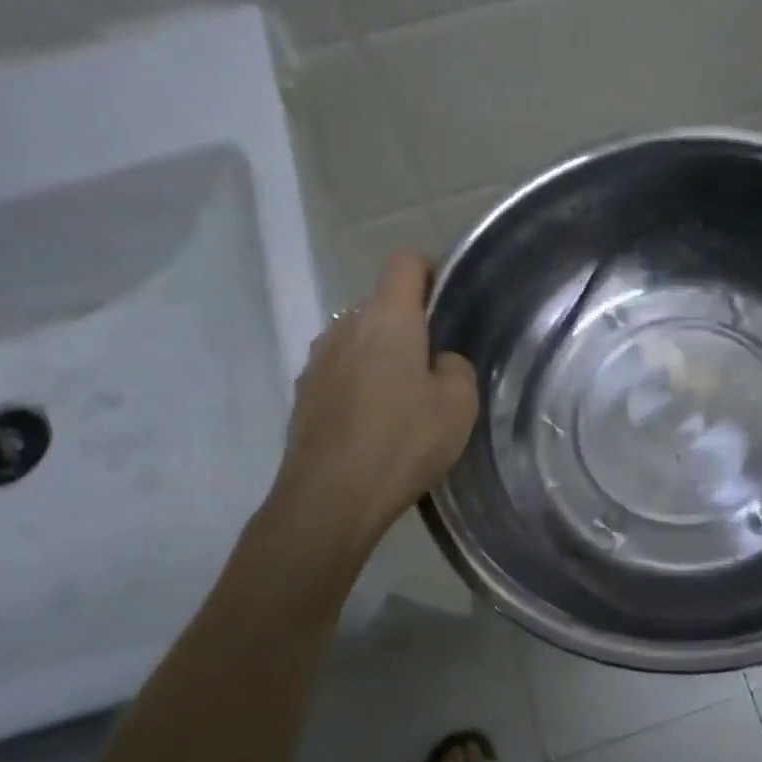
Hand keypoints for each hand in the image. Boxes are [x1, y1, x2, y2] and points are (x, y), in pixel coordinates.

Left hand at [266, 252, 478, 548]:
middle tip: (433, 364)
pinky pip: (339, 372)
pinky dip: (358, 384)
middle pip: (380, 304)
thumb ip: (455, 369)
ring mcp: (317, 361)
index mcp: (387, 319)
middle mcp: (345, 327)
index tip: (447, 298)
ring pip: (357, 339)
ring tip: (402, 399)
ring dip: (380, 355)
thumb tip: (437, 363)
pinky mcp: (303, 394)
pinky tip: (372, 424)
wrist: (329, 498)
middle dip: (408, 323)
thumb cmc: (402, 442)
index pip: (405, 263)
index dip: (429, 269)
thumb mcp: (459, 406)